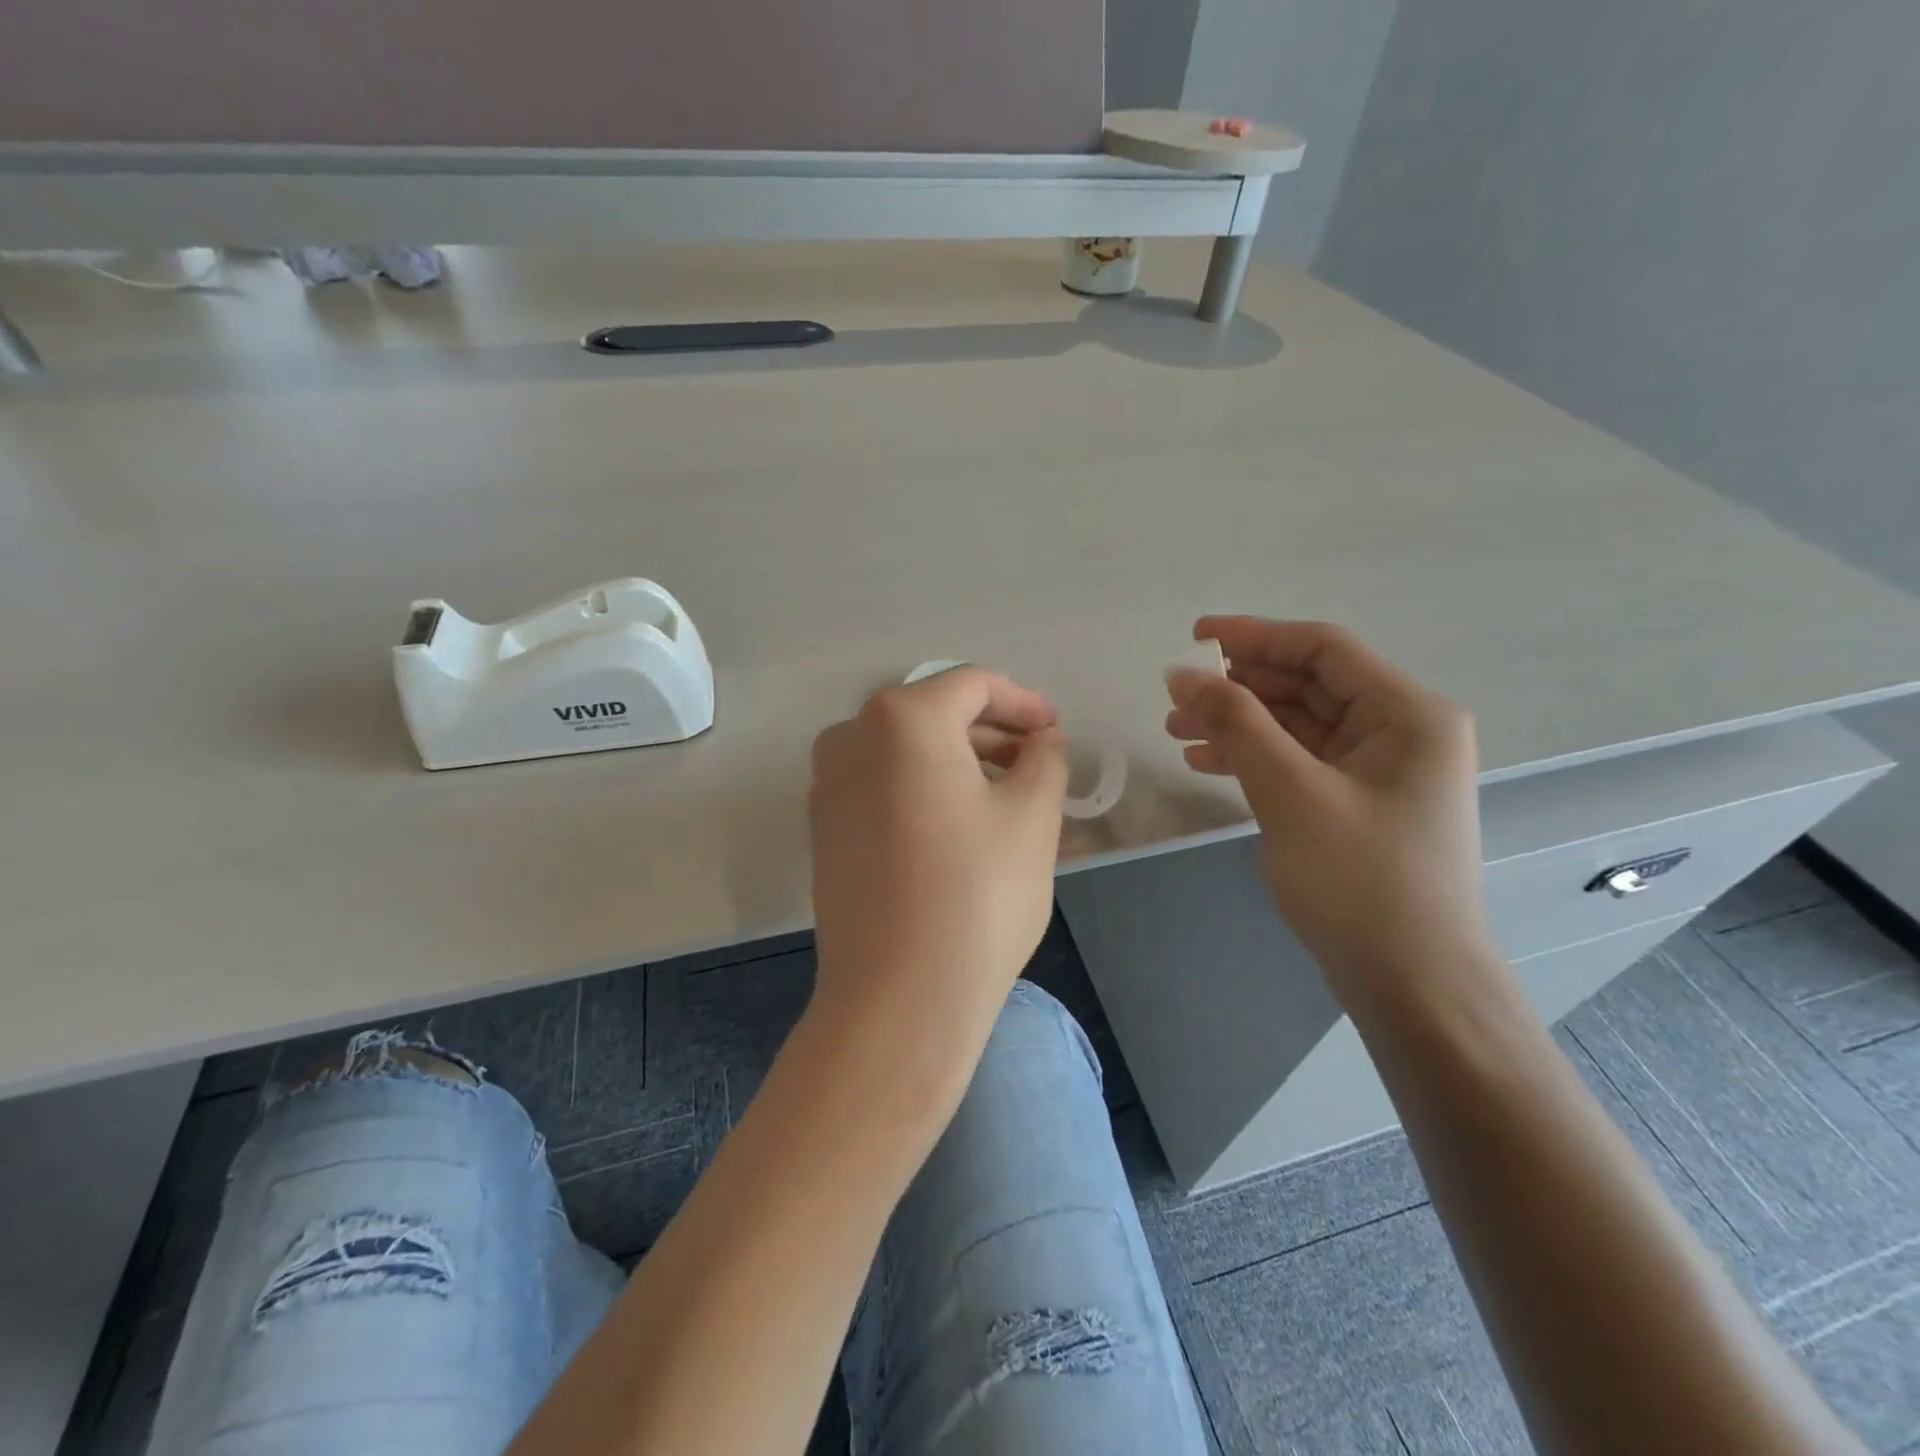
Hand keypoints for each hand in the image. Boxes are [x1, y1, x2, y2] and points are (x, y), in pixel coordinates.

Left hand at [807, 668, 1068, 1090]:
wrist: (898, 997)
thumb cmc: (978, 894)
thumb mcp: (1033, 816)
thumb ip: (1045, 758)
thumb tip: (1041, 741)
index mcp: (902, 718)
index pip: (972, 685)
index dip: (1022, 702)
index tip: (1054, 731)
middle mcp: (850, 737)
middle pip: (933, 713)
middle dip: (990, 731)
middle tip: (1036, 762)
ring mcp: (828, 784)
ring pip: (905, 751)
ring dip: (957, 760)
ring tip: (1005, 794)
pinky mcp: (823, 829)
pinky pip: (881, 785)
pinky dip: (923, 788)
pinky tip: (958, 823)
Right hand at [1165, 617, 1492, 1000]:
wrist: (1412, 984)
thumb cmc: (1360, 882)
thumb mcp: (1291, 793)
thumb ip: (1236, 724)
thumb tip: (1182, 674)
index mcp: (1407, 713)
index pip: (1323, 649)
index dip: (1254, 636)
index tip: (1193, 638)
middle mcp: (1401, 731)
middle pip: (1308, 685)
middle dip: (1238, 686)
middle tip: (1175, 695)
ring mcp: (1381, 770)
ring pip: (1298, 725)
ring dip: (1238, 722)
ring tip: (1175, 730)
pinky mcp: (1359, 803)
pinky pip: (1300, 761)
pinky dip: (1254, 756)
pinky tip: (1206, 761)